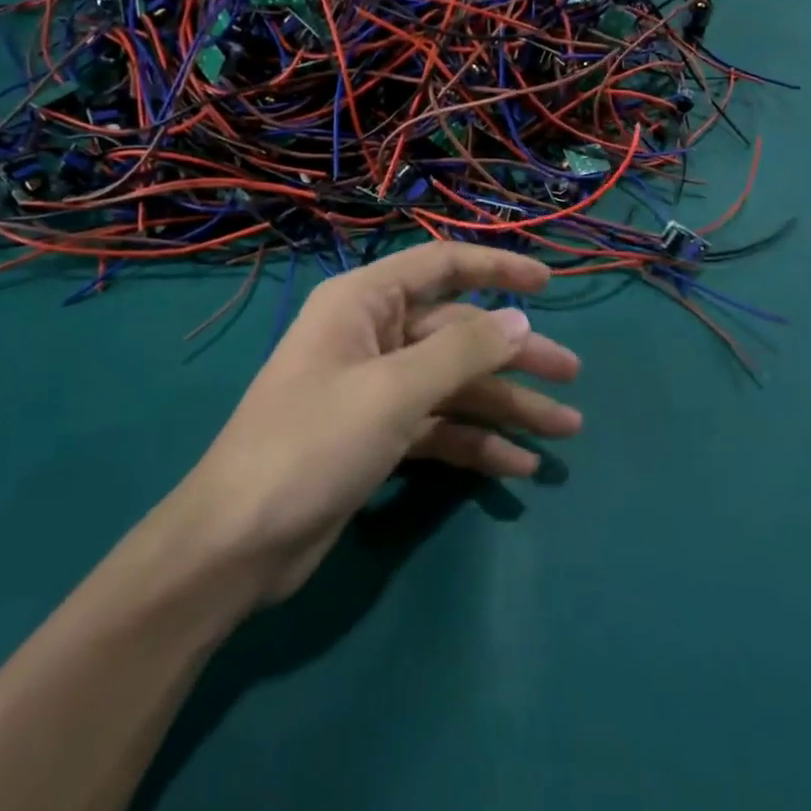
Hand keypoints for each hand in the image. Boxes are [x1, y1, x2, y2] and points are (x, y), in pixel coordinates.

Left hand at [176, 242, 581, 606]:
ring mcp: (376, 388)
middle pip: (458, 334)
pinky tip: (518, 465)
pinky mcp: (379, 436)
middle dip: (514, 357)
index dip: (497, 268)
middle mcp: (372, 336)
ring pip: (455, 384)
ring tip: (564, 430)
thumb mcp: (394, 391)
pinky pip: (440, 426)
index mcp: (364, 303)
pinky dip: (477, 442)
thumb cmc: (313, 444)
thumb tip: (522, 320)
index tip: (549, 282)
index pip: (442, 266)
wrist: (238, 544)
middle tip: (572, 377)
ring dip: (506, 406)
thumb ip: (463, 352)